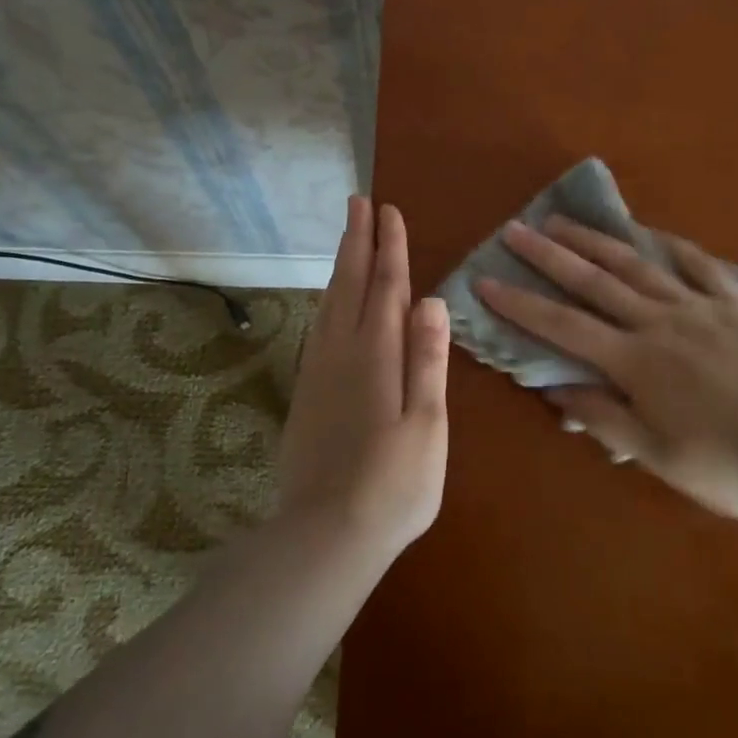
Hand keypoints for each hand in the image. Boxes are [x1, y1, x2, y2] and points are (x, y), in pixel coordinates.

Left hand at [277, 196, 450, 561]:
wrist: (326, 535)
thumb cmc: (393, 485)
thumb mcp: (427, 424)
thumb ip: (427, 359)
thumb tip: (431, 300)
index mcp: (377, 355)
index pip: (387, 287)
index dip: (390, 247)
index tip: (389, 211)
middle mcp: (343, 353)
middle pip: (351, 284)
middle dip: (357, 241)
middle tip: (358, 202)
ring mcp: (319, 373)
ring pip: (330, 303)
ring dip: (341, 266)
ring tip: (346, 238)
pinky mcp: (306, 394)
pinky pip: (318, 328)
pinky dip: (327, 301)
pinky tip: (330, 303)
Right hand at [476, 218, 737, 517]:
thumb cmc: (733, 465)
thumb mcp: (660, 458)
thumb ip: (605, 419)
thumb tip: (555, 388)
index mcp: (636, 363)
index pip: (564, 327)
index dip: (521, 305)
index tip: (486, 282)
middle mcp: (660, 322)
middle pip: (595, 282)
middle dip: (549, 255)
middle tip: (514, 229)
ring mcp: (701, 306)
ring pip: (638, 264)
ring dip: (596, 241)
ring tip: (563, 220)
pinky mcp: (737, 302)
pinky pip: (698, 264)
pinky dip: (669, 244)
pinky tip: (649, 231)